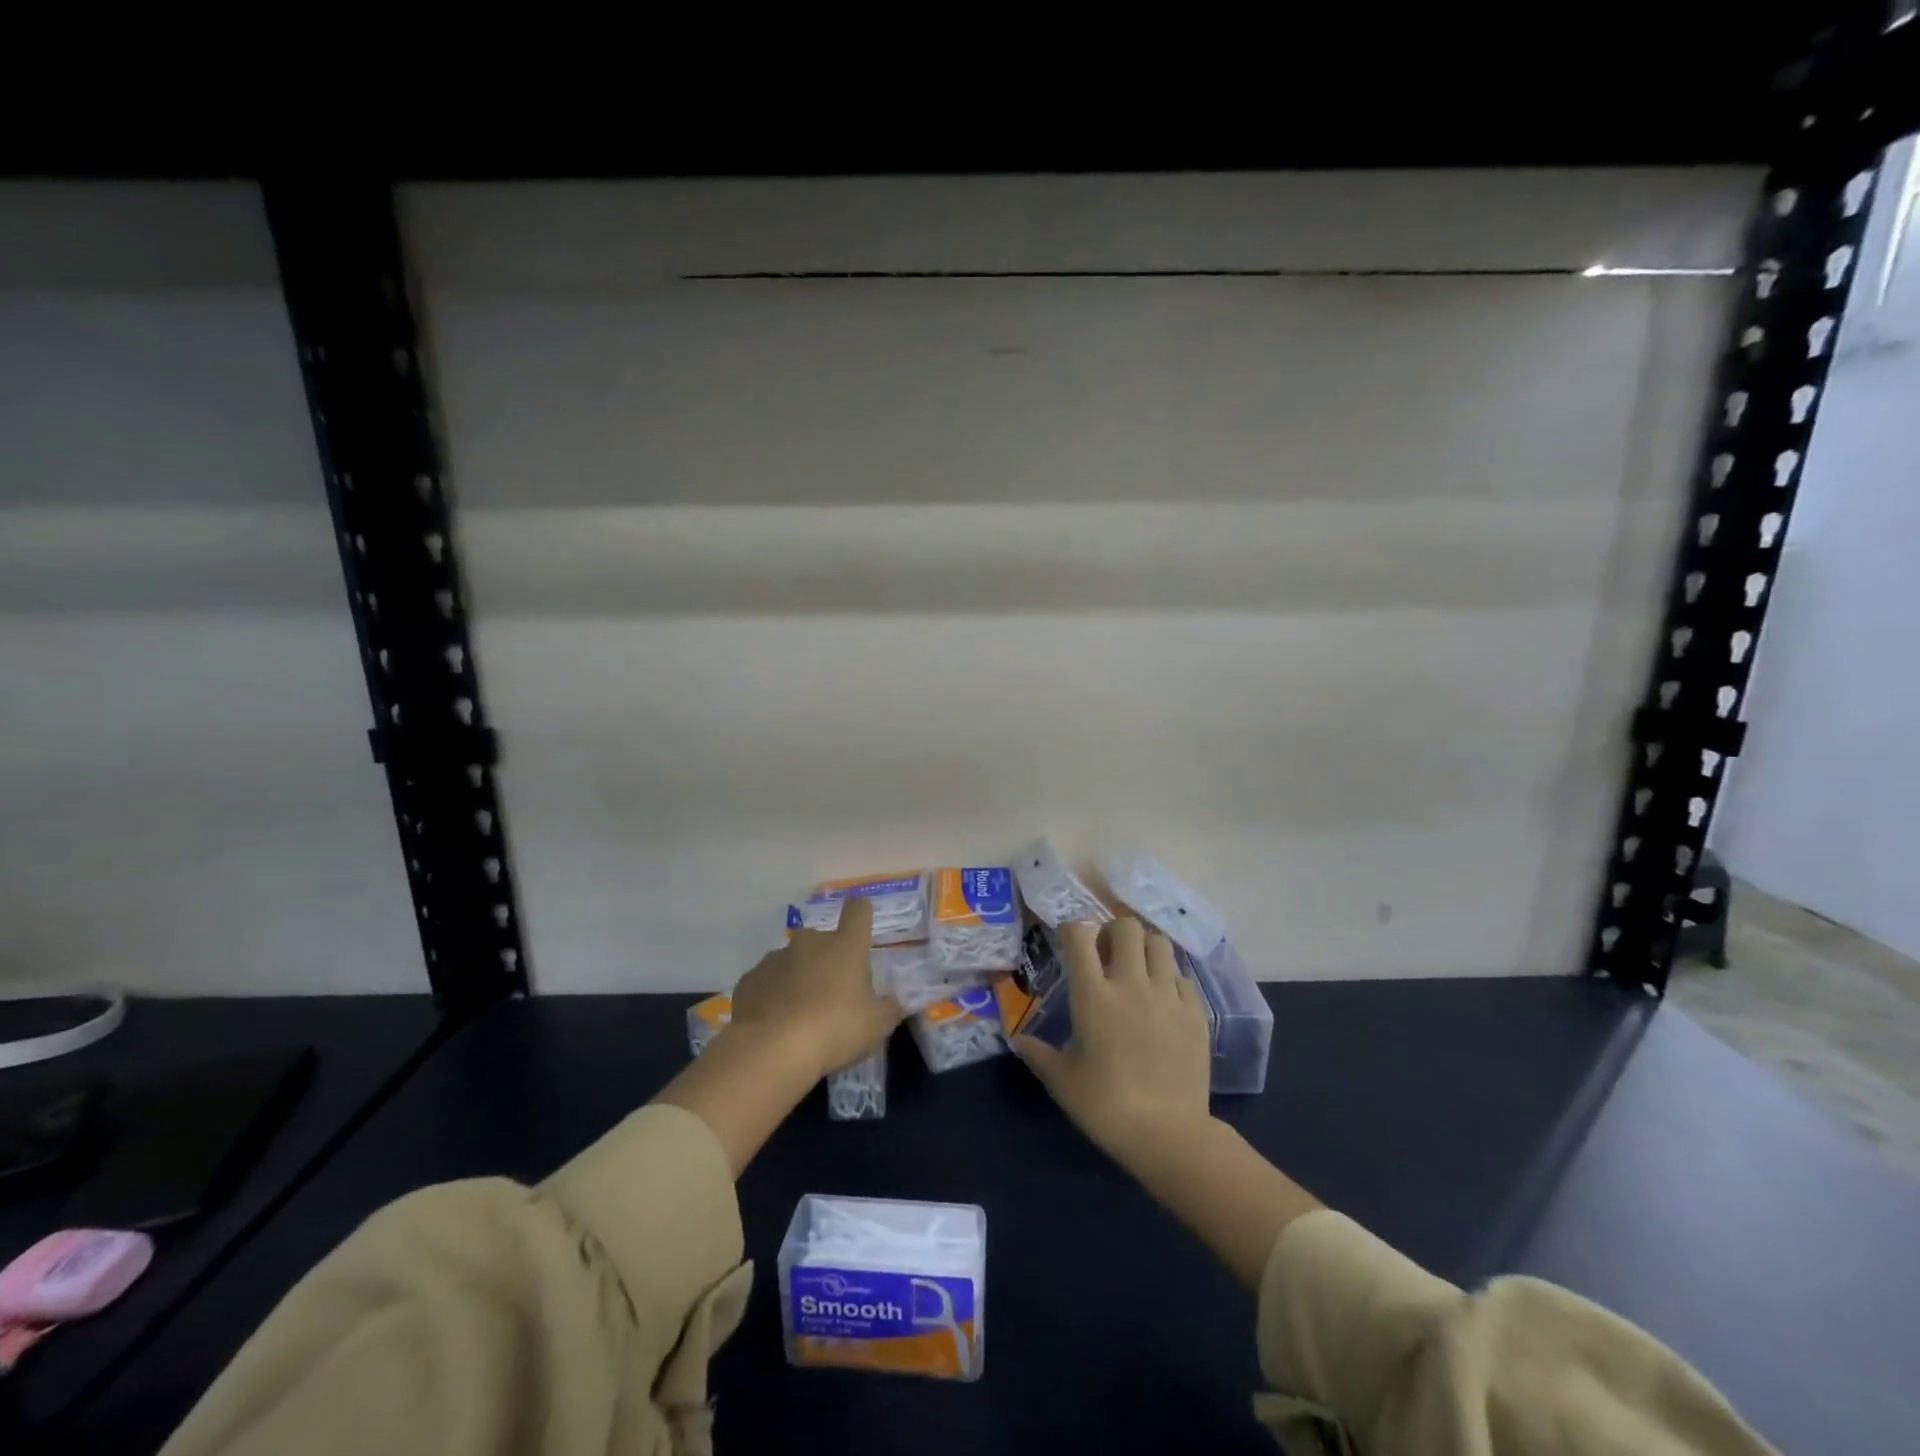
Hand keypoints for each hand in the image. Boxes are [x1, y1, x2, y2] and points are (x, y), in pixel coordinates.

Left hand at [726, 897, 902, 1079]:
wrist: (771, 1049)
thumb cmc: (835, 1028)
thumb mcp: (876, 1025)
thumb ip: (888, 1009)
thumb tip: (893, 1003)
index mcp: (845, 945)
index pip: (858, 912)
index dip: (861, 913)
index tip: (861, 920)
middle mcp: (810, 942)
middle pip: (823, 941)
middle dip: (828, 960)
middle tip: (833, 994)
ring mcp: (775, 959)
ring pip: (792, 962)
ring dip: (798, 978)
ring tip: (800, 1015)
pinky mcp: (749, 980)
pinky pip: (767, 983)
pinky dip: (772, 997)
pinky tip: (775, 1023)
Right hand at [1013, 917, 1212, 1165]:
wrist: (1168, 1134)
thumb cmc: (1106, 1106)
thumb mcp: (1063, 1081)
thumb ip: (1038, 1054)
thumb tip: (1018, 1039)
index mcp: (1094, 995)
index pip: (1079, 937)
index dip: (1071, 929)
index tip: (1068, 939)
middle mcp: (1131, 984)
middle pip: (1126, 927)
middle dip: (1113, 931)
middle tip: (1107, 954)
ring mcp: (1167, 995)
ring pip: (1159, 943)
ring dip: (1145, 948)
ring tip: (1138, 970)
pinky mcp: (1195, 1012)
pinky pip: (1182, 976)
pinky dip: (1170, 979)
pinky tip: (1163, 1001)